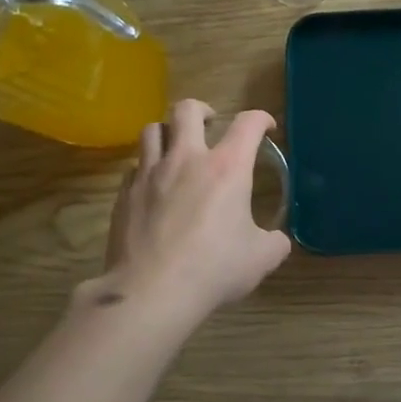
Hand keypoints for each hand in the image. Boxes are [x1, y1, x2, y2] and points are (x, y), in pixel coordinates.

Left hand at [92, 100, 290, 321]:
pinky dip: (148, 168)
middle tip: (211, 125)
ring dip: (168, 133)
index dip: (261, 119)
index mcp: (227, 167)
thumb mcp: (261, 258)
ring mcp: (149, 174)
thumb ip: (274, 242)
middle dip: (202, 110)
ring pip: (152, 130)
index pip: (247, 124)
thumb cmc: (214, 268)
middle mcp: (186, 159)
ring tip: (177, 149)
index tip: (266, 127)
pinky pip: (135, 167)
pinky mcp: (124, 195)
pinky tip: (155, 187)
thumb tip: (276, 240)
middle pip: (186, 110)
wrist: (151, 291)